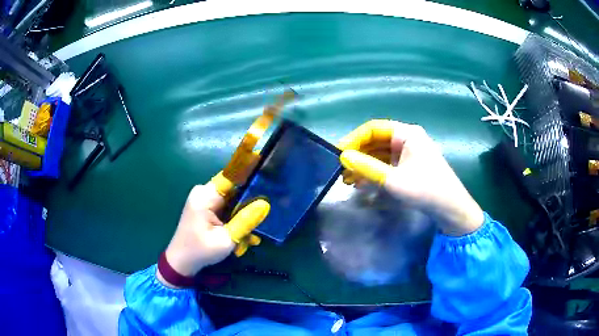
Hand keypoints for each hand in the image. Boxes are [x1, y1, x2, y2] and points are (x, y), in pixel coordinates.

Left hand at [158, 182, 268, 286]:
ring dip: (244, 216)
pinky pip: (227, 207)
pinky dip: (236, 220)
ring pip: (233, 200)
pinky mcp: (207, 207)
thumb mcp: (226, 240)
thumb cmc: (200, 251)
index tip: (271, 177)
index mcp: (205, 195)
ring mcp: (205, 199)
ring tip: (252, 236)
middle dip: (250, 204)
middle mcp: (205, 192)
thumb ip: (245, 221)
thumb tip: (265, 204)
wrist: (181, 262)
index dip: (251, 173)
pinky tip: (243, 236)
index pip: (233, 176)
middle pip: (235, 189)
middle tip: (265, 218)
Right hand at [338, 120, 483, 235]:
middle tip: (341, 168)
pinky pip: (388, 164)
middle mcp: (408, 139)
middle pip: (376, 140)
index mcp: (407, 134)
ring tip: (347, 179)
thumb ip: (367, 167)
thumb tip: (343, 156)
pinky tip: (362, 183)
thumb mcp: (393, 179)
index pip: (373, 128)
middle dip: (358, 154)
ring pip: (381, 154)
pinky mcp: (410, 166)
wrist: (450, 209)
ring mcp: (410, 153)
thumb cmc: (425, 190)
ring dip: (364, 164)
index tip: (338, 153)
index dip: (354, 139)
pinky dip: (374, 171)